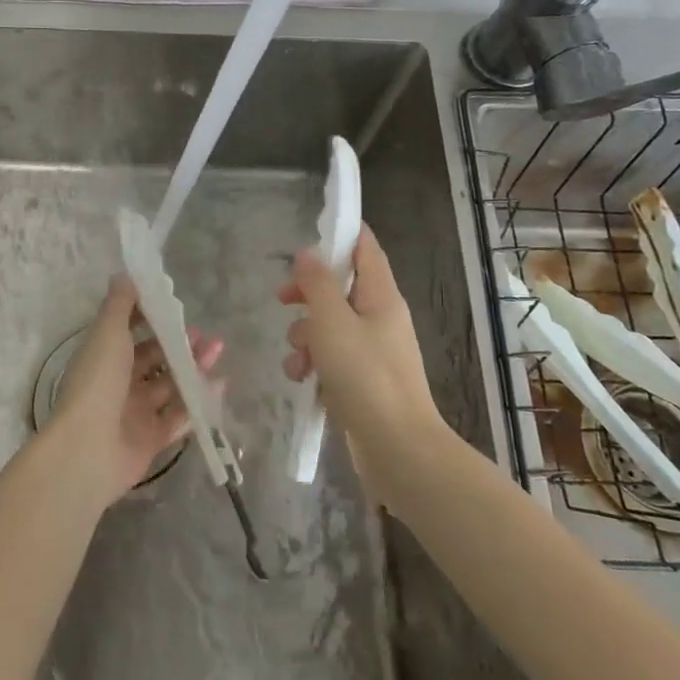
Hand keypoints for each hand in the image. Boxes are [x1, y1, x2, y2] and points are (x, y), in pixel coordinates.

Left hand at [50, 276, 224, 508]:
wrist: (88, 448)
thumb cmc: (98, 381)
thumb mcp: (107, 333)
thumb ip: (120, 304)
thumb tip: (125, 274)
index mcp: (103, 357)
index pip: (128, 333)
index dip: (151, 320)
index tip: (175, 308)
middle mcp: (118, 384)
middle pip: (153, 360)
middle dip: (179, 344)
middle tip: (205, 334)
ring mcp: (134, 414)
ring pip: (169, 386)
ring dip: (193, 368)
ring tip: (217, 351)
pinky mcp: (151, 440)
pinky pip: (178, 417)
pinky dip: (198, 402)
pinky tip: (219, 385)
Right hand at [278, 224, 446, 499]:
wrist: (397, 448)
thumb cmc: (365, 376)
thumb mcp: (332, 322)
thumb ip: (317, 284)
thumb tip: (308, 253)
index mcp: (381, 296)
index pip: (365, 248)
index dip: (341, 233)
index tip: (310, 231)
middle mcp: (380, 318)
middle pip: (340, 288)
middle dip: (307, 294)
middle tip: (282, 299)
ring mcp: (373, 351)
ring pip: (329, 326)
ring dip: (305, 336)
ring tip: (298, 359)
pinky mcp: (363, 380)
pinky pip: (332, 358)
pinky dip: (314, 364)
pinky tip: (303, 381)